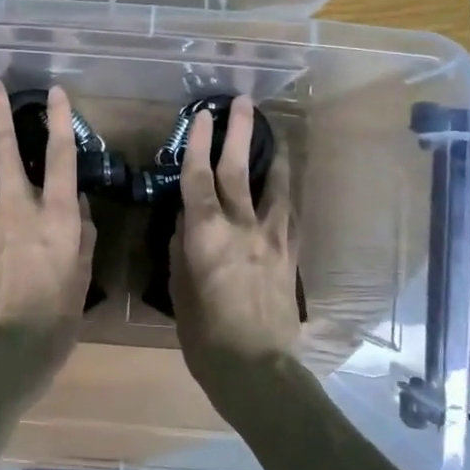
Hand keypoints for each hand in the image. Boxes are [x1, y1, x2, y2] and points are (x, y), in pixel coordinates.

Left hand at [0, 80, 95, 345]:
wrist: (10, 348)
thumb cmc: (58, 315)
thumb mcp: (83, 274)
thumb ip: (82, 233)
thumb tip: (74, 203)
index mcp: (54, 214)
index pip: (60, 156)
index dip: (59, 119)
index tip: (54, 91)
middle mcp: (17, 208)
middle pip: (3, 149)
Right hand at [171, 96, 299, 386]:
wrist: (257, 367)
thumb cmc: (205, 335)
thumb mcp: (179, 290)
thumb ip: (182, 249)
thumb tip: (185, 222)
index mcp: (206, 233)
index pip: (198, 176)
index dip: (198, 142)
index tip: (201, 115)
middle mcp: (241, 225)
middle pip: (237, 169)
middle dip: (238, 132)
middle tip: (242, 102)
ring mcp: (271, 238)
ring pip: (273, 186)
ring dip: (272, 156)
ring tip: (274, 134)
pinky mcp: (290, 254)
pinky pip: (288, 214)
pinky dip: (284, 194)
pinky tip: (284, 188)